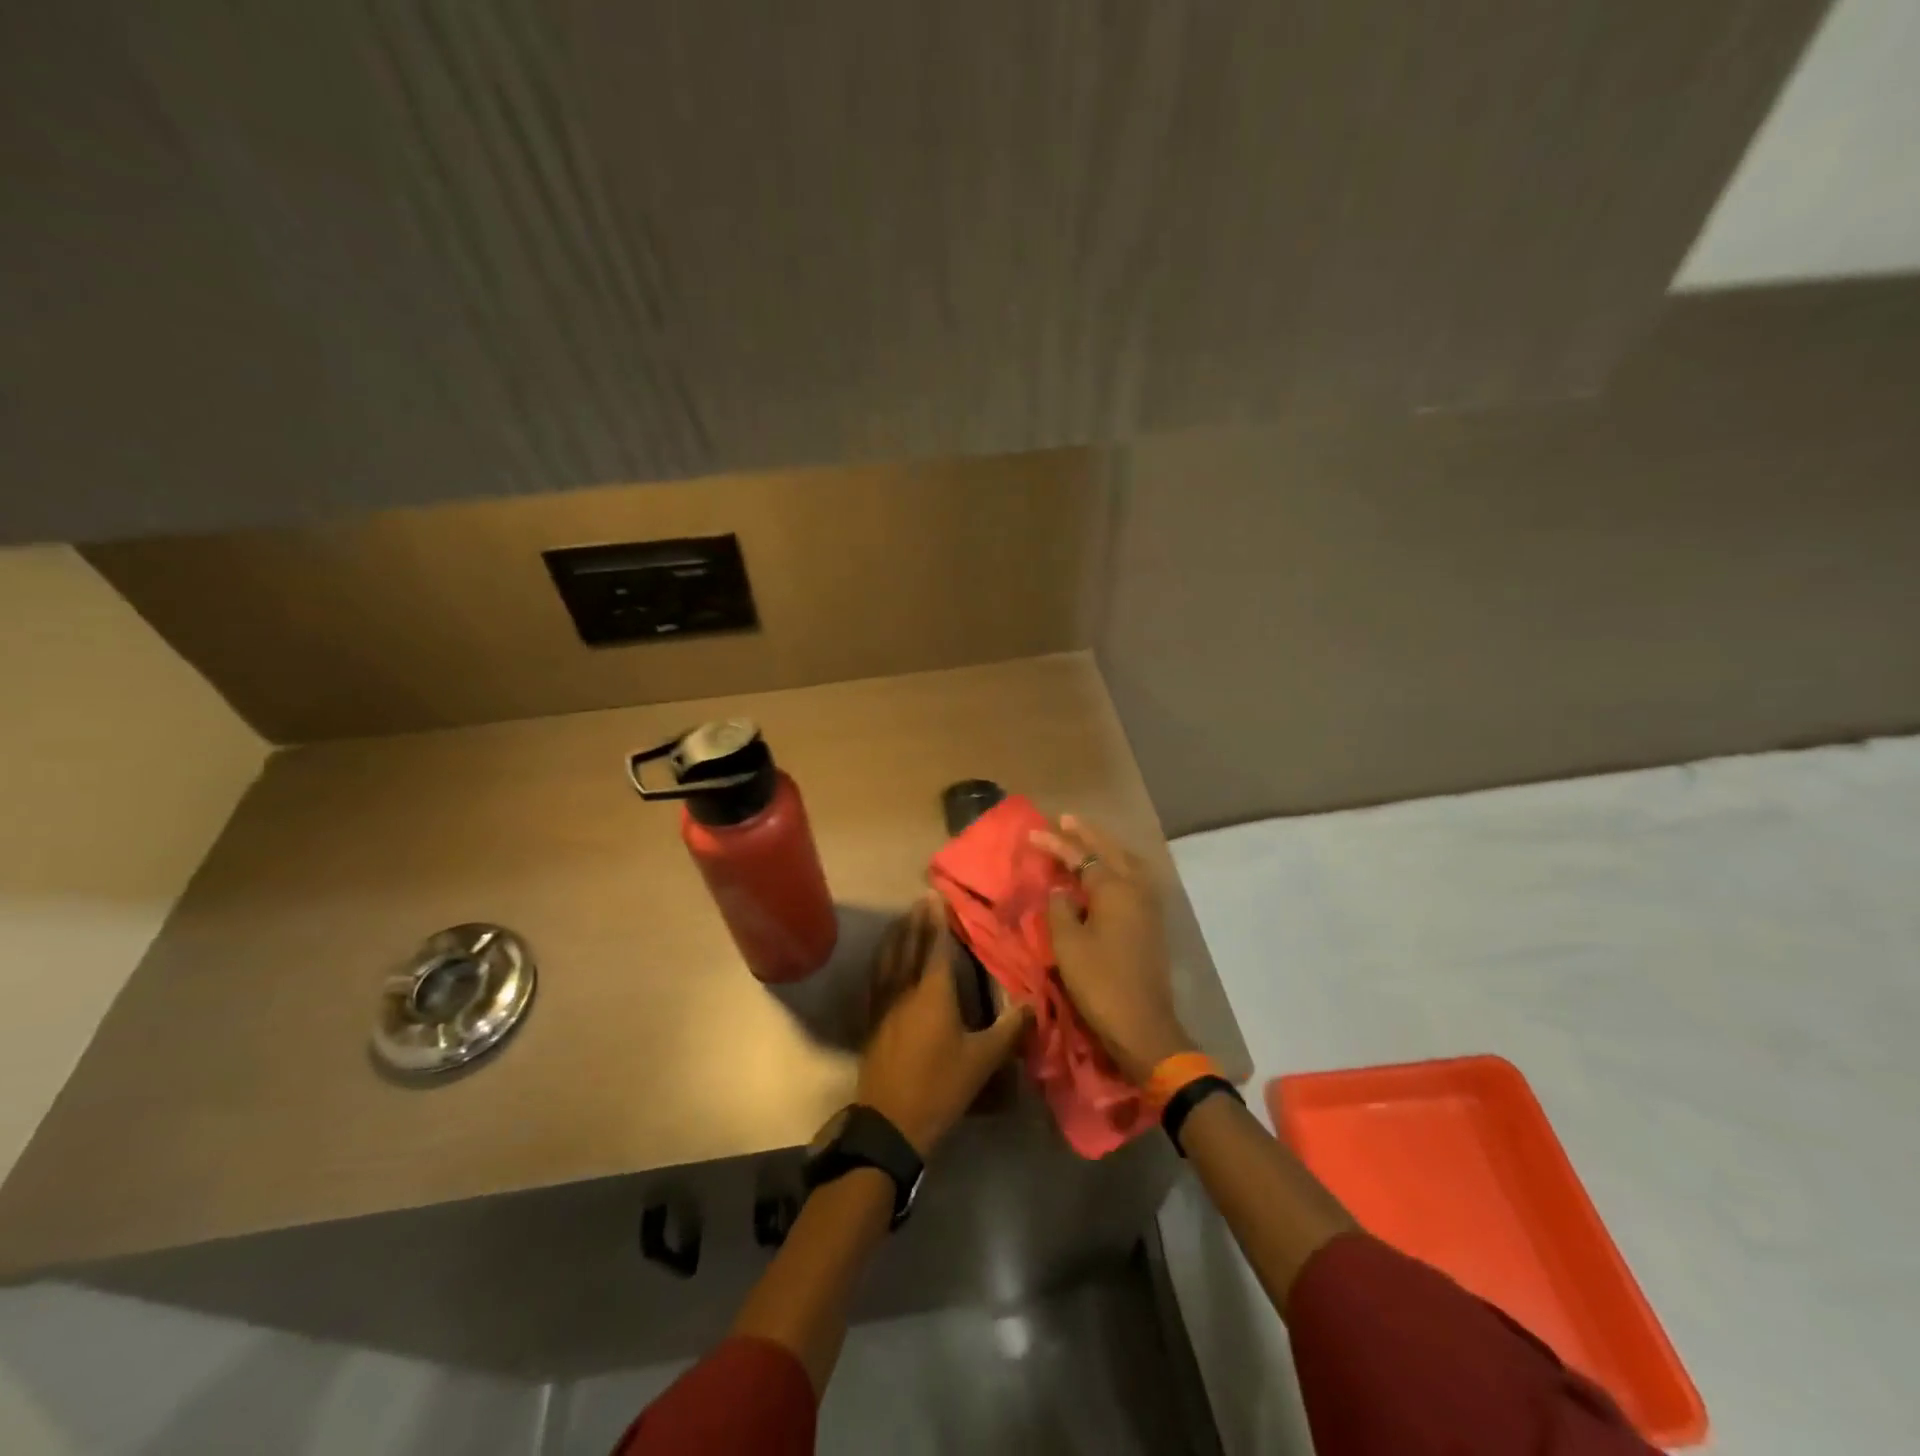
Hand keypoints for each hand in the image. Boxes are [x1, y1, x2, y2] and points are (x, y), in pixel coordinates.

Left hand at [857, 897, 1031, 1155]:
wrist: (891, 1121)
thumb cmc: (941, 1086)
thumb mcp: (983, 1060)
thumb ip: (1009, 1029)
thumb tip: (1031, 1003)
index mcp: (933, 993)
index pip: (936, 947)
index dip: (938, 921)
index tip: (937, 897)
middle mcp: (906, 989)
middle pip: (909, 945)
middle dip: (916, 920)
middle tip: (921, 898)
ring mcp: (884, 1003)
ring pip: (889, 958)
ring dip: (896, 934)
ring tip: (902, 918)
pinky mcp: (872, 1018)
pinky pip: (876, 976)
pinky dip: (881, 959)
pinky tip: (883, 957)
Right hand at [1030, 815, 1195, 1084]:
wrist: (1142, 1025)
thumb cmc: (1100, 982)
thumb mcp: (1067, 945)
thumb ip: (1060, 910)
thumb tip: (1061, 892)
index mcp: (1114, 889)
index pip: (1081, 856)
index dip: (1056, 844)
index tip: (1032, 833)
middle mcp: (1136, 889)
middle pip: (1110, 850)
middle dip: (1087, 834)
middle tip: (1065, 820)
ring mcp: (1148, 906)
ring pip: (1127, 863)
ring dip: (1106, 847)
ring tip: (1086, 840)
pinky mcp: (1151, 923)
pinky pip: (1133, 879)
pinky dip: (1117, 866)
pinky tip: (1105, 872)